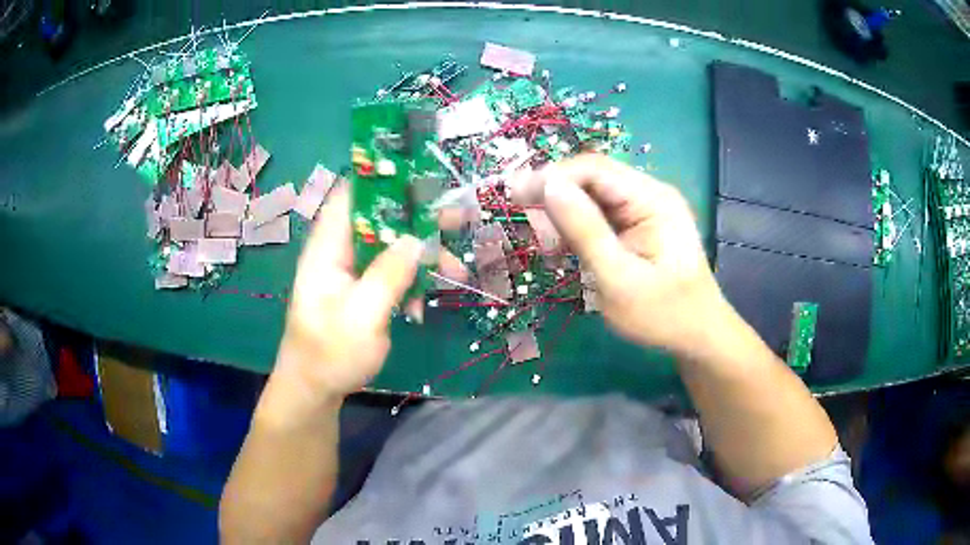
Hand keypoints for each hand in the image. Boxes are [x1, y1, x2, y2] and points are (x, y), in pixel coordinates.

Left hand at [272, 183, 465, 406]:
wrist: (315, 389)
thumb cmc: (329, 354)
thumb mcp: (360, 316)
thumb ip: (387, 275)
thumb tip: (416, 239)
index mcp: (328, 248)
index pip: (350, 196)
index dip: (381, 180)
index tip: (421, 179)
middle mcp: (340, 252)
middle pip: (381, 219)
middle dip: (419, 219)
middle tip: (459, 219)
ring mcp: (353, 271)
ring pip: (392, 247)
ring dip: (423, 257)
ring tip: (458, 272)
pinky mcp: (364, 290)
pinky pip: (393, 273)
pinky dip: (413, 283)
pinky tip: (424, 307)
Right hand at [513, 154, 728, 355]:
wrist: (697, 335)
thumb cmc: (663, 314)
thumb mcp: (619, 279)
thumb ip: (585, 231)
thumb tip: (548, 186)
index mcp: (652, 199)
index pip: (594, 169)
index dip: (552, 177)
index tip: (515, 197)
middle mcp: (649, 193)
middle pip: (591, 178)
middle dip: (556, 198)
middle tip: (531, 232)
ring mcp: (644, 208)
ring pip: (591, 196)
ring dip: (563, 215)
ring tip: (548, 248)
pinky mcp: (637, 224)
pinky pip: (599, 214)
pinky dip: (576, 228)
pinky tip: (563, 249)